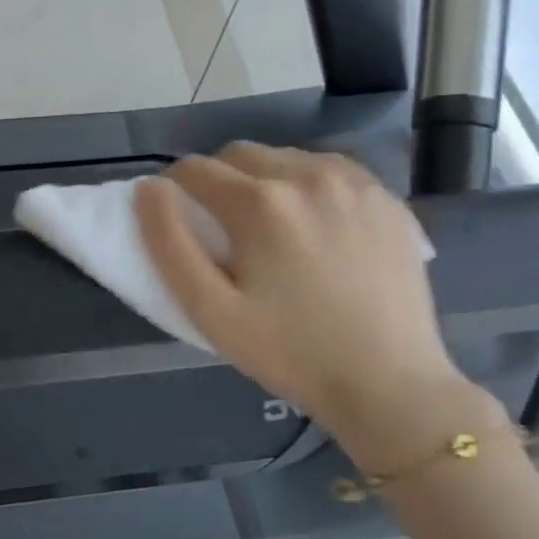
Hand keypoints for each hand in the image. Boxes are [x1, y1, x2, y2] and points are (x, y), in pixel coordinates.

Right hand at [136, 144, 478, 467]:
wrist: (389, 383)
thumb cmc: (288, 352)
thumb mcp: (209, 310)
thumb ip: (168, 243)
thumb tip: (149, 189)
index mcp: (259, 202)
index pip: (193, 169)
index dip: (173, 190)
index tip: (178, 221)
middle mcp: (307, 175)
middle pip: (239, 154)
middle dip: (217, 180)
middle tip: (220, 228)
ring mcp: (355, 183)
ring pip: (285, 157)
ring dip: (263, 179)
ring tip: (269, 228)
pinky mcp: (387, 199)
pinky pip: (330, 170)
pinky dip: (308, 185)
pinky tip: (314, 226)